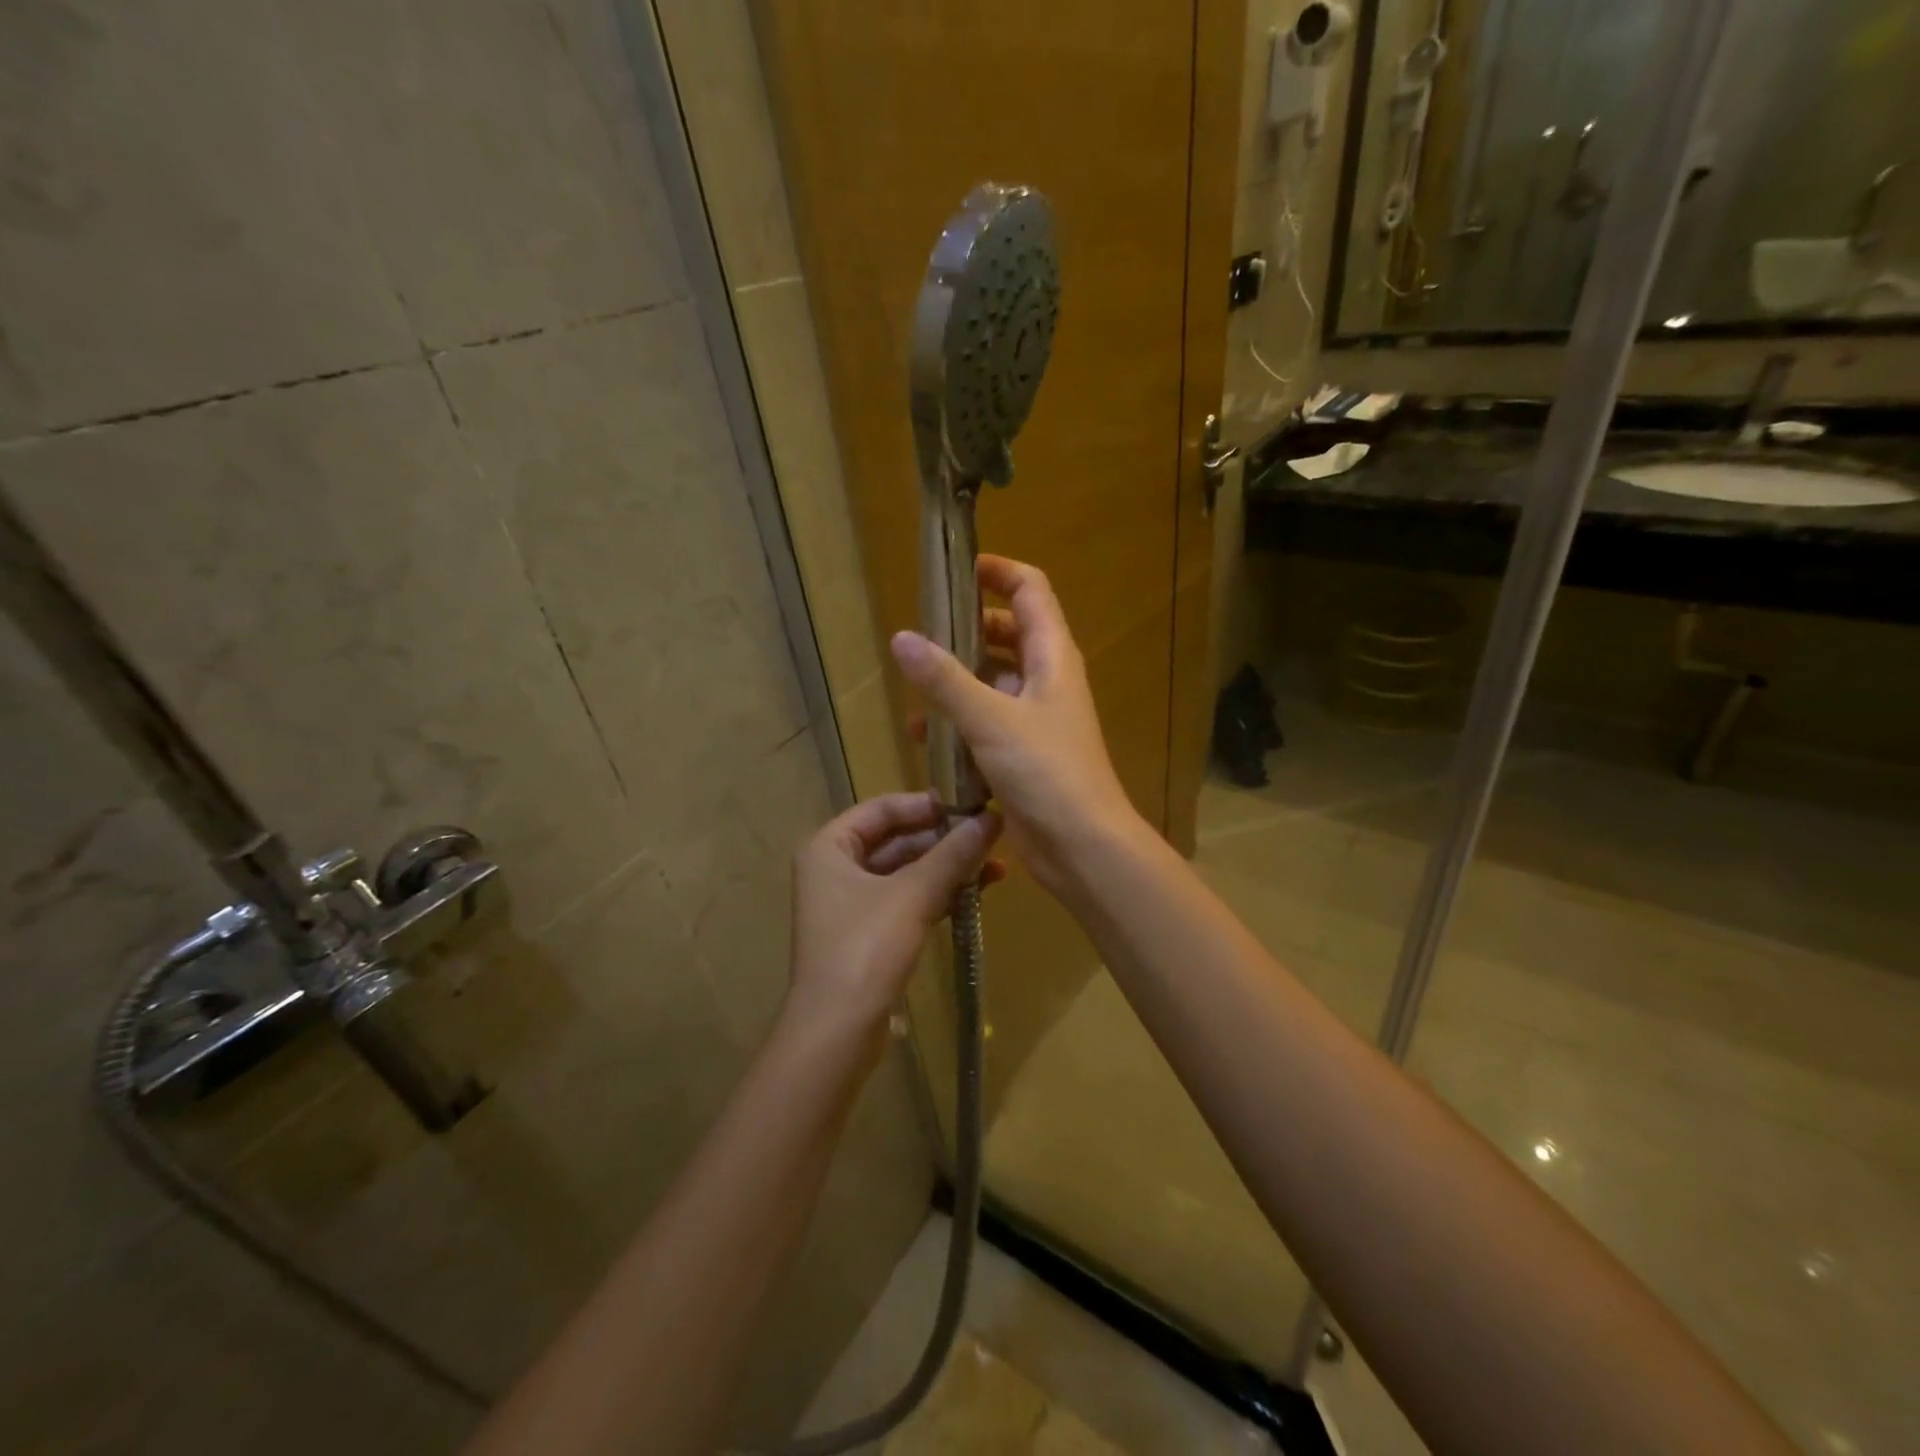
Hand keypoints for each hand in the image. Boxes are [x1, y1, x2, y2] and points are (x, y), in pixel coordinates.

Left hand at [786, 793, 1001, 1040]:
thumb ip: (953, 854)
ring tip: (996, 865)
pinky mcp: (867, 934)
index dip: (925, 804)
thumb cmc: (866, 948)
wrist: (837, 1031)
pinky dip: (938, 895)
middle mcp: (835, 869)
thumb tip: (992, 818)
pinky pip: (906, 900)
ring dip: (946, 868)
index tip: (968, 805)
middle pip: (895, 839)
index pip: (881, 808)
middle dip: (943, 840)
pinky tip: (976, 893)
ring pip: (905, 872)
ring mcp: (850, 904)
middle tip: (990, 836)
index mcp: (830, 847)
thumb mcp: (914, 895)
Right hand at [890, 554, 1141, 896]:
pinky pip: (987, 721)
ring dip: (957, 679)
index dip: (997, 571)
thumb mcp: (990, 718)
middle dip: (966, 628)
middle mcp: (1047, 679)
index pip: (1031, 590)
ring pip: (993, 680)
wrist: (1081, 844)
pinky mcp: (1023, 752)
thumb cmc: (1045, 771)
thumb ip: (945, 679)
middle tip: (924, 632)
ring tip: (914, 686)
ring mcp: (1036, 717)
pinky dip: (959, 721)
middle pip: (1008, 633)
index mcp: (1052, 656)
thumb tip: (902, 638)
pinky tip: (923, 737)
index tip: (956, 569)